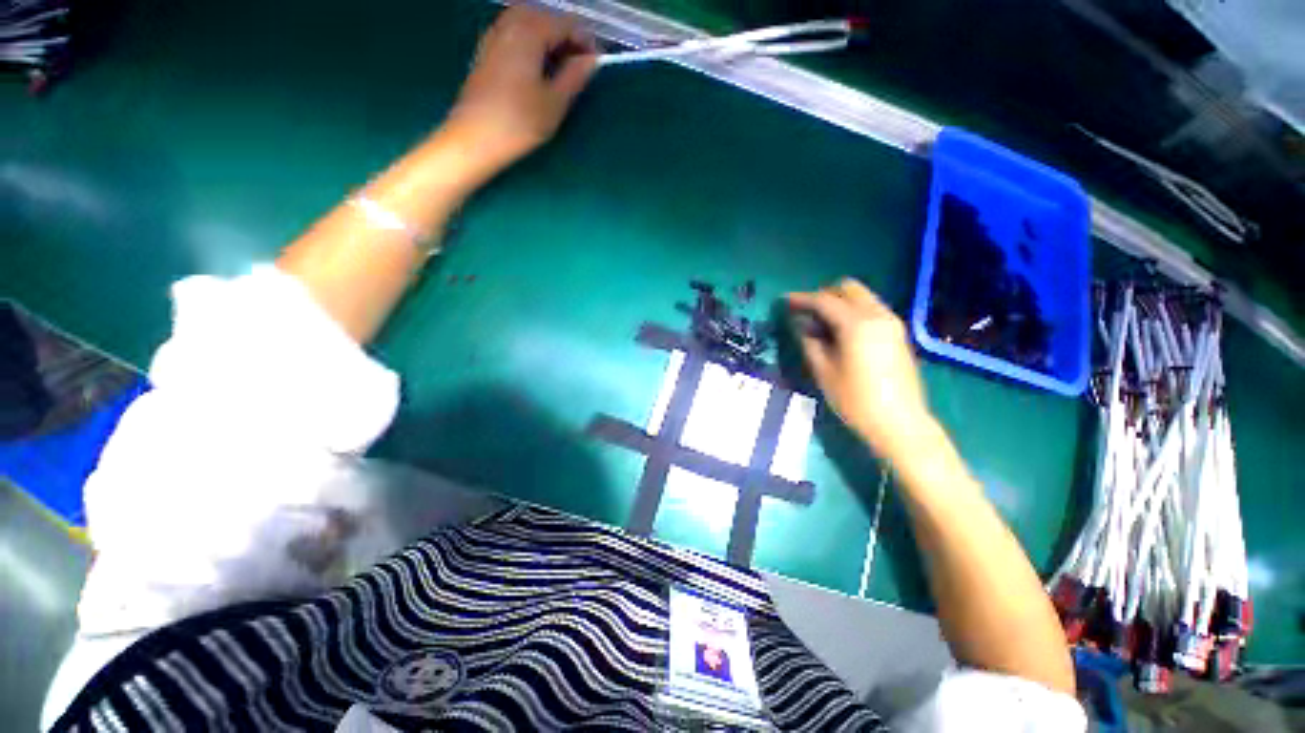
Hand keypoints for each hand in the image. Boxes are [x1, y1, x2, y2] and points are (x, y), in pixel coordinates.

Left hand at [445, 6, 597, 174]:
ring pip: (527, 21)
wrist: (475, 137)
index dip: (586, 40)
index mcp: (530, 32)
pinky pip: (513, 32)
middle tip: (579, 63)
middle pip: (545, 16)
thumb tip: (592, 60)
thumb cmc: (519, 122)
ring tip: (560, 65)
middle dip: (565, 34)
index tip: (598, 63)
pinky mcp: (486, 51)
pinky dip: (530, 41)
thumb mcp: (555, 103)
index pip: (566, 24)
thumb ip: (575, 76)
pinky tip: (536, 66)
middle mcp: (510, 24)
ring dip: (548, 36)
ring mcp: (494, 35)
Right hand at [788, 279, 933, 460]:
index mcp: (857, 324)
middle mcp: (878, 315)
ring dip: (839, 302)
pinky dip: (853, 311)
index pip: (824, 300)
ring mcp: (892, 323)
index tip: (784, 301)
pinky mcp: (898, 333)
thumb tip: (800, 324)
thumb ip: (809, 342)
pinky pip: (871, 309)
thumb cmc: (856, 400)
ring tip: (820, 324)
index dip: (801, 299)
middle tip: (805, 312)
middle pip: (848, 288)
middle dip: (824, 295)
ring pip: (862, 297)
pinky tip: (841, 332)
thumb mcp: (824, 371)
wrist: (900, 423)